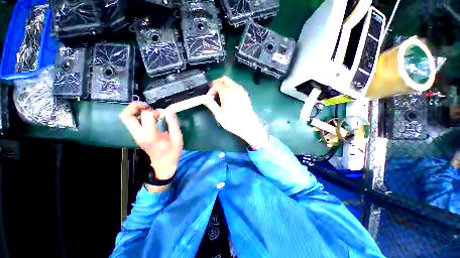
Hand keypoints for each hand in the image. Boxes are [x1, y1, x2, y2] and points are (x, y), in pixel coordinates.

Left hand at [120, 102, 182, 181]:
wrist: (164, 164)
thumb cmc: (172, 152)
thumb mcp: (177, 138)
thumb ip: (173, 123)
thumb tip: (169, 110)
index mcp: (150, 135)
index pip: (147, 116)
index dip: (156, 111)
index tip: (165, 114)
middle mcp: (139, 134)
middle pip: (126, 116)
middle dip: (134, 106)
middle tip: (147, 105)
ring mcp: (136, 136)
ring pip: (126, 118)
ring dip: (134, 110)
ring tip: (147, 109)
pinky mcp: (136, 136)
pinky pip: (131, 122)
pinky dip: (137, 116)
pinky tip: (149, 117)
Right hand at [204, 76, 268, 149]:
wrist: (248, 126)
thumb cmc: (232, 121)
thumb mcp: (219, 114)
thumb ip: (211, 104)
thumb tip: (203, 98)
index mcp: (227, 92)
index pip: (216, 84)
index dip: (210, 90)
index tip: (209, 99)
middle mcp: (235, 88)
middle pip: (224, 79)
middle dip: (217, 85)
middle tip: (214, 95)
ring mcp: (242, 91)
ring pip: (231, 82)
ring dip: (224, 86)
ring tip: (221, 97)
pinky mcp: (246, 95)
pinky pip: (236, 87)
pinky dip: (231, 88)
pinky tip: (230, 98)